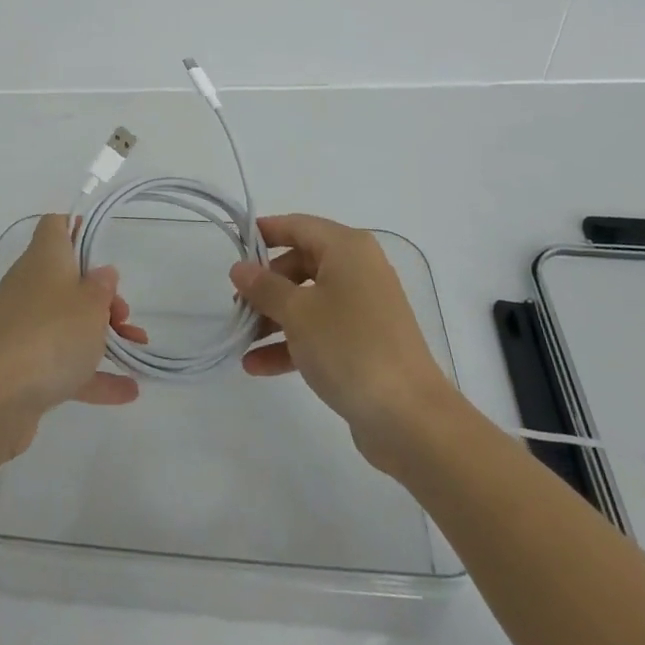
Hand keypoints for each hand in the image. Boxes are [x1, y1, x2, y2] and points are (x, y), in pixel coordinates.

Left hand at [0, 213, 146, 458]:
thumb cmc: (48, 334)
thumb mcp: (90, 305)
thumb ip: (102, 288)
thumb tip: (101, 273)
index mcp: (44, 258)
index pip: (54, 226)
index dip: (76, 227)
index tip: (101, 246)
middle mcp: (29, 287)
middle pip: (67, 279)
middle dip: (100, 297)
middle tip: (123, 316)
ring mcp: (22, 329)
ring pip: (66, 323)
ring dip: (101, 336)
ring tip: (136, 350)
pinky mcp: (21, 369)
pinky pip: (61, 364)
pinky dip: (91, 375)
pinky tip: (127, 391)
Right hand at [231, 213, 455, 473]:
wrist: (410, 418)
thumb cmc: (350, 347)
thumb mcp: (298, 313)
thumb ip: (264, 287)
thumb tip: (240, 268)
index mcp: (347, 249)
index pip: (298, 226)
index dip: (264, 232)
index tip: (234, 244)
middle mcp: (358, 270)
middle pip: (300, 264)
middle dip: (266, 285)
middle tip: (237, 304)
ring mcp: (363, 308)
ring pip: (308, 300)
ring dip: (273, 318)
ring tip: (241, 340)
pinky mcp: (364, 343)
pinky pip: (320, 331)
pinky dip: (291, 343)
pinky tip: (257, 365)